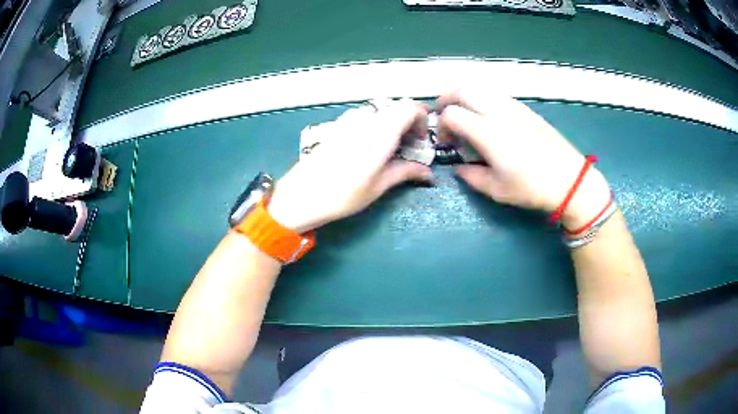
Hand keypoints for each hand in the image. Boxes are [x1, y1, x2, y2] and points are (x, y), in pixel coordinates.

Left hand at [268, 99, 432, 232]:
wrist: (302, 195)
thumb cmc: (343, 193)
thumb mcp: (379, 185)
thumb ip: (405, 172)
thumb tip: (427, 172)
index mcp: (381, 131)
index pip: (409, 108)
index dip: (421, 119)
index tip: (422, 139)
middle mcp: (366, 119)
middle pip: (395, 107)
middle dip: (408, 122)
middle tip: (410, 145)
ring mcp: (348, 120)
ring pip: (379, 111)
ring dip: (391, 123)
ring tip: (391, 148)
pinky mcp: (336, 126)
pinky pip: (363, 117)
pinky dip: (375, 125)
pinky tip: (370, 146)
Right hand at [435, 90, 610, 228]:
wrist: (569, 179)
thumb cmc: (532, 188)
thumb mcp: (497, 190)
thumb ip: (471, 176)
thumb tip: (458, 167)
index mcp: (488, 133)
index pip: (452, 114)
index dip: (441, 126)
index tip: (446, 142)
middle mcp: (498, 112)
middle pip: (462, 90)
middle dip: (447, 100)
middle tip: (445, 117)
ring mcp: (513, 106)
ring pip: (480, 88)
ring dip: (464, 97)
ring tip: (464, 115)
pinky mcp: (525, 108)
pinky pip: (496, 94)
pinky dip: (482, 99)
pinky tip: (487, 117)